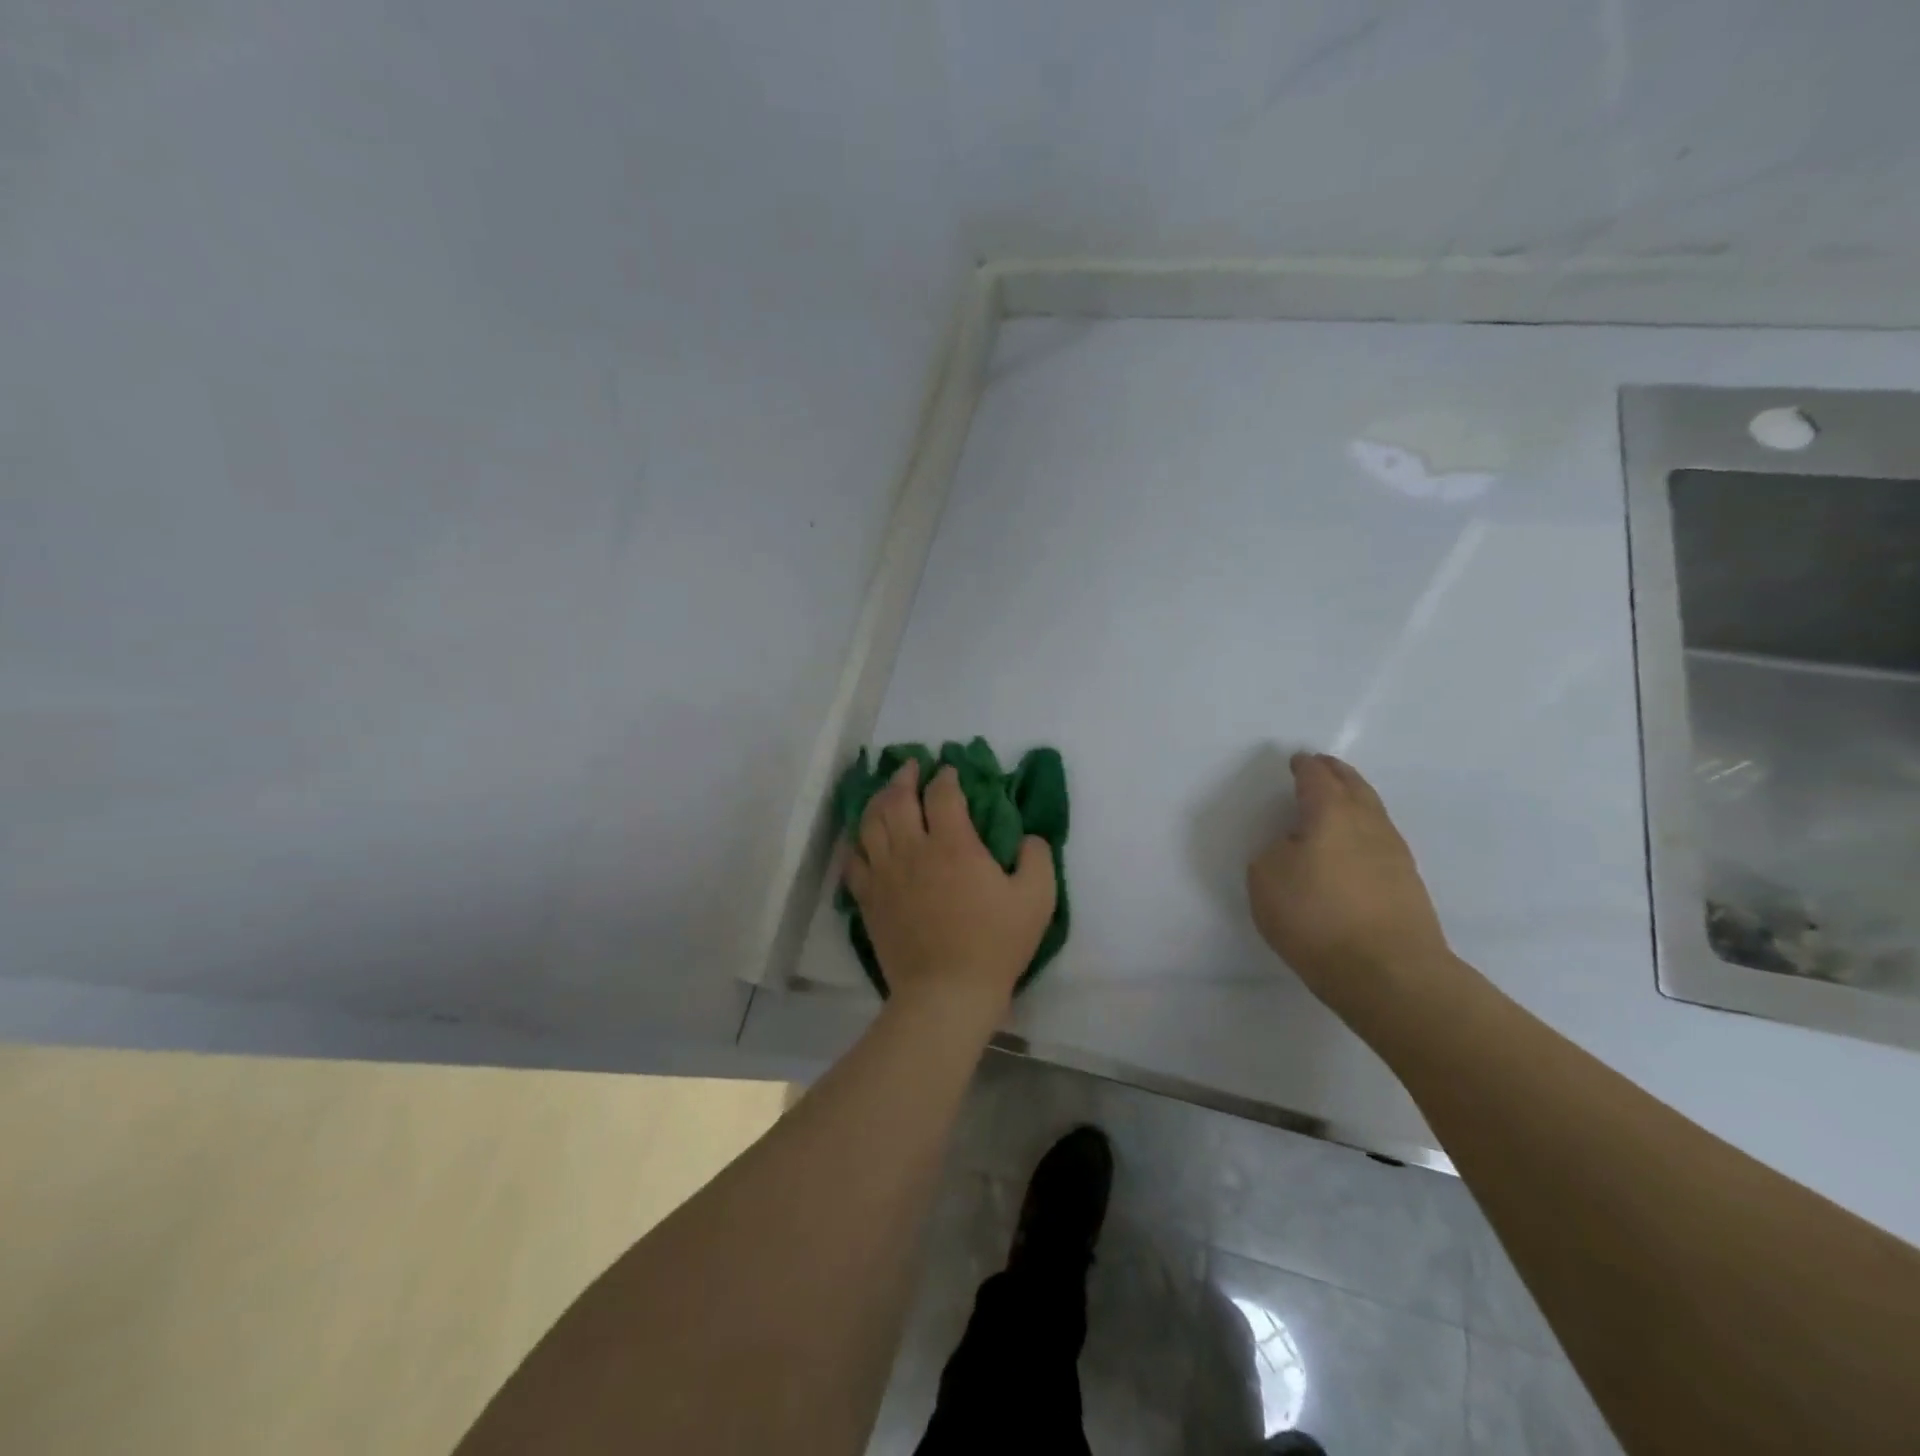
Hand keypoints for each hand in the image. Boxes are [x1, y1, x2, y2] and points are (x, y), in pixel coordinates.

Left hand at [844, 760, 1055, 1019]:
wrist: (946, 993)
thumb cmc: (994, 944)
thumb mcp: (1036, 899)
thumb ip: (1037, 858)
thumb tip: (1028, 837)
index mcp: (953, 844)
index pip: (943, 794)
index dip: (946, 777)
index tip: (950, 771)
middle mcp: (913, 850)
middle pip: (897, 799)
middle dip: (905, 776)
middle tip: (911, 766)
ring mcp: (885, 874)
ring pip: (870, 823)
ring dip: (877, 800)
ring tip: (885, 793)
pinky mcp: (869, 899)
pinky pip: (853, 861)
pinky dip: (856, 843)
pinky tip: (861, 839)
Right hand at [1246, 752, 1455, 1024]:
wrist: (1389, 973)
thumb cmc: (1316, 917)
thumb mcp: (1267, 878)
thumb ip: (1275, 851)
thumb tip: (1295, 847)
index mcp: (1331, 812)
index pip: (1316, 778)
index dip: (1304, 767)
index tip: (1297, 761)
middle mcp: (1368, 823)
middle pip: (1354, 786)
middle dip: (1336, 773)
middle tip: (1322, 767)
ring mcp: (1395, 853)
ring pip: (1373, 811)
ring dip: (1355, 799)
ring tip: (1338, 802)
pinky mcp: (1408, 883)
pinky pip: (1380, 840)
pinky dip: (1364, 830)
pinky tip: (1354, 845)